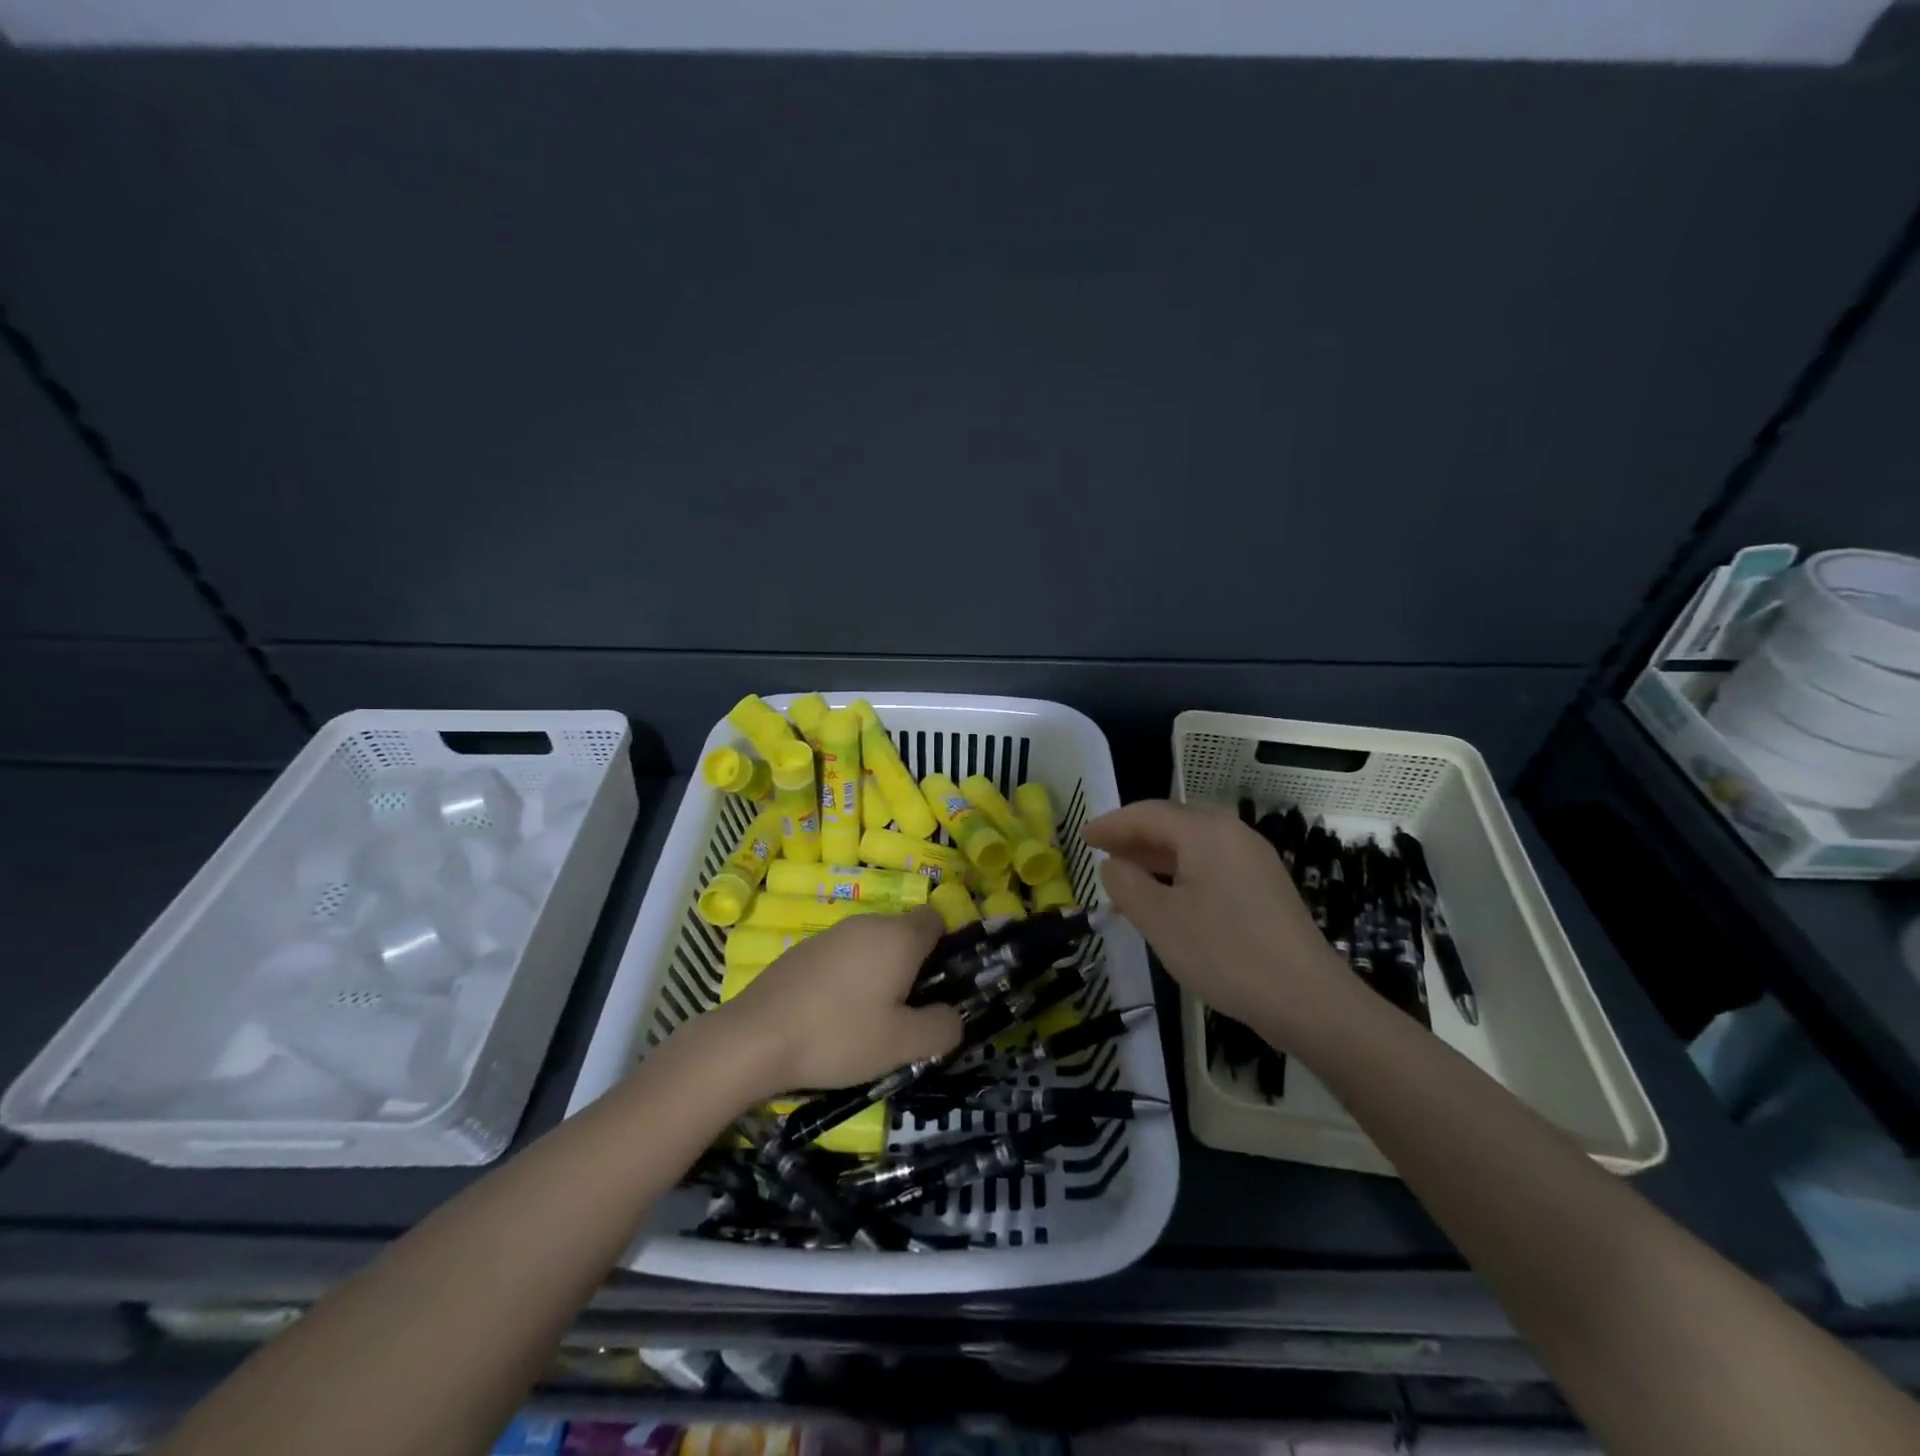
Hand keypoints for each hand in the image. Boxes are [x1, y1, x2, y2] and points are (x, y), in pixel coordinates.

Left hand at [711, 907, 963, 1096]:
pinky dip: (848, 977)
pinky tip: (832, 1015)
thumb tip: (954, 1016)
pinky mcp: (803, 949)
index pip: (936, 918)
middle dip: (912, 966)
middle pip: (904, 932)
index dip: (946, 946)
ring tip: (869, 1020)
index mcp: (898, 937)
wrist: (755, 1037)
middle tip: (907, 1011)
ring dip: (879, 972)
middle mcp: (867, 923)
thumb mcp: (902, 1045)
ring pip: (872, 944)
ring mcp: (831, 934)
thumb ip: (941, 1028)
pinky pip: (842, 955)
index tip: (940, 984)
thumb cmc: (839, 1035)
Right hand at [1084, 799, 1348, 1036]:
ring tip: (1126, 874)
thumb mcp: (1161, 920)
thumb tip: (1113, 865)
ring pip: (1193, 844)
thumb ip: (1127, 885)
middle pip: (1173, 822)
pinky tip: (1167, 897)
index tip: (1083, 837)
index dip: (1111, 824)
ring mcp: (1254, 860)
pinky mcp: (1265, 886)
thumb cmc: (1225, 954)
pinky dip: (1180, 871)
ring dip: (1156, 855)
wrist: (1308, 1000)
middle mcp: (1233, 834)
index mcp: (1206, 832)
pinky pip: (1212, 864)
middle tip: (1101, 852)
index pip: (1147, 814)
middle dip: (1133, 836)